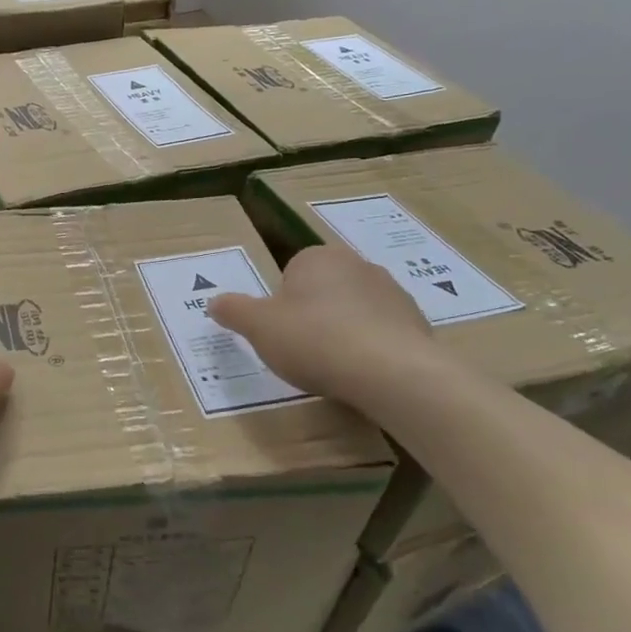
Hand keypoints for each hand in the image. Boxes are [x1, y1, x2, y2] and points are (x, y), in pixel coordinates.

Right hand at [207, 245, 439, 410]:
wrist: (393, 372)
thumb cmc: (315, 340)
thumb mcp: (258, 327)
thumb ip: (233, 311)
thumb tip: (213, 301)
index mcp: (316, 257)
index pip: (290, 274)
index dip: (282, 305)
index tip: (282, 333)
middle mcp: (357, 264)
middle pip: (323, 290)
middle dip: (313, 315)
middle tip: (303, 350)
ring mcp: (392, 292)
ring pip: (354, 311)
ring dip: (343, 331)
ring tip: (335, 367)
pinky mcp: (417, 322)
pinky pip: (382, 333)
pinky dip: (371, 349)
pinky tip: (364, 374)